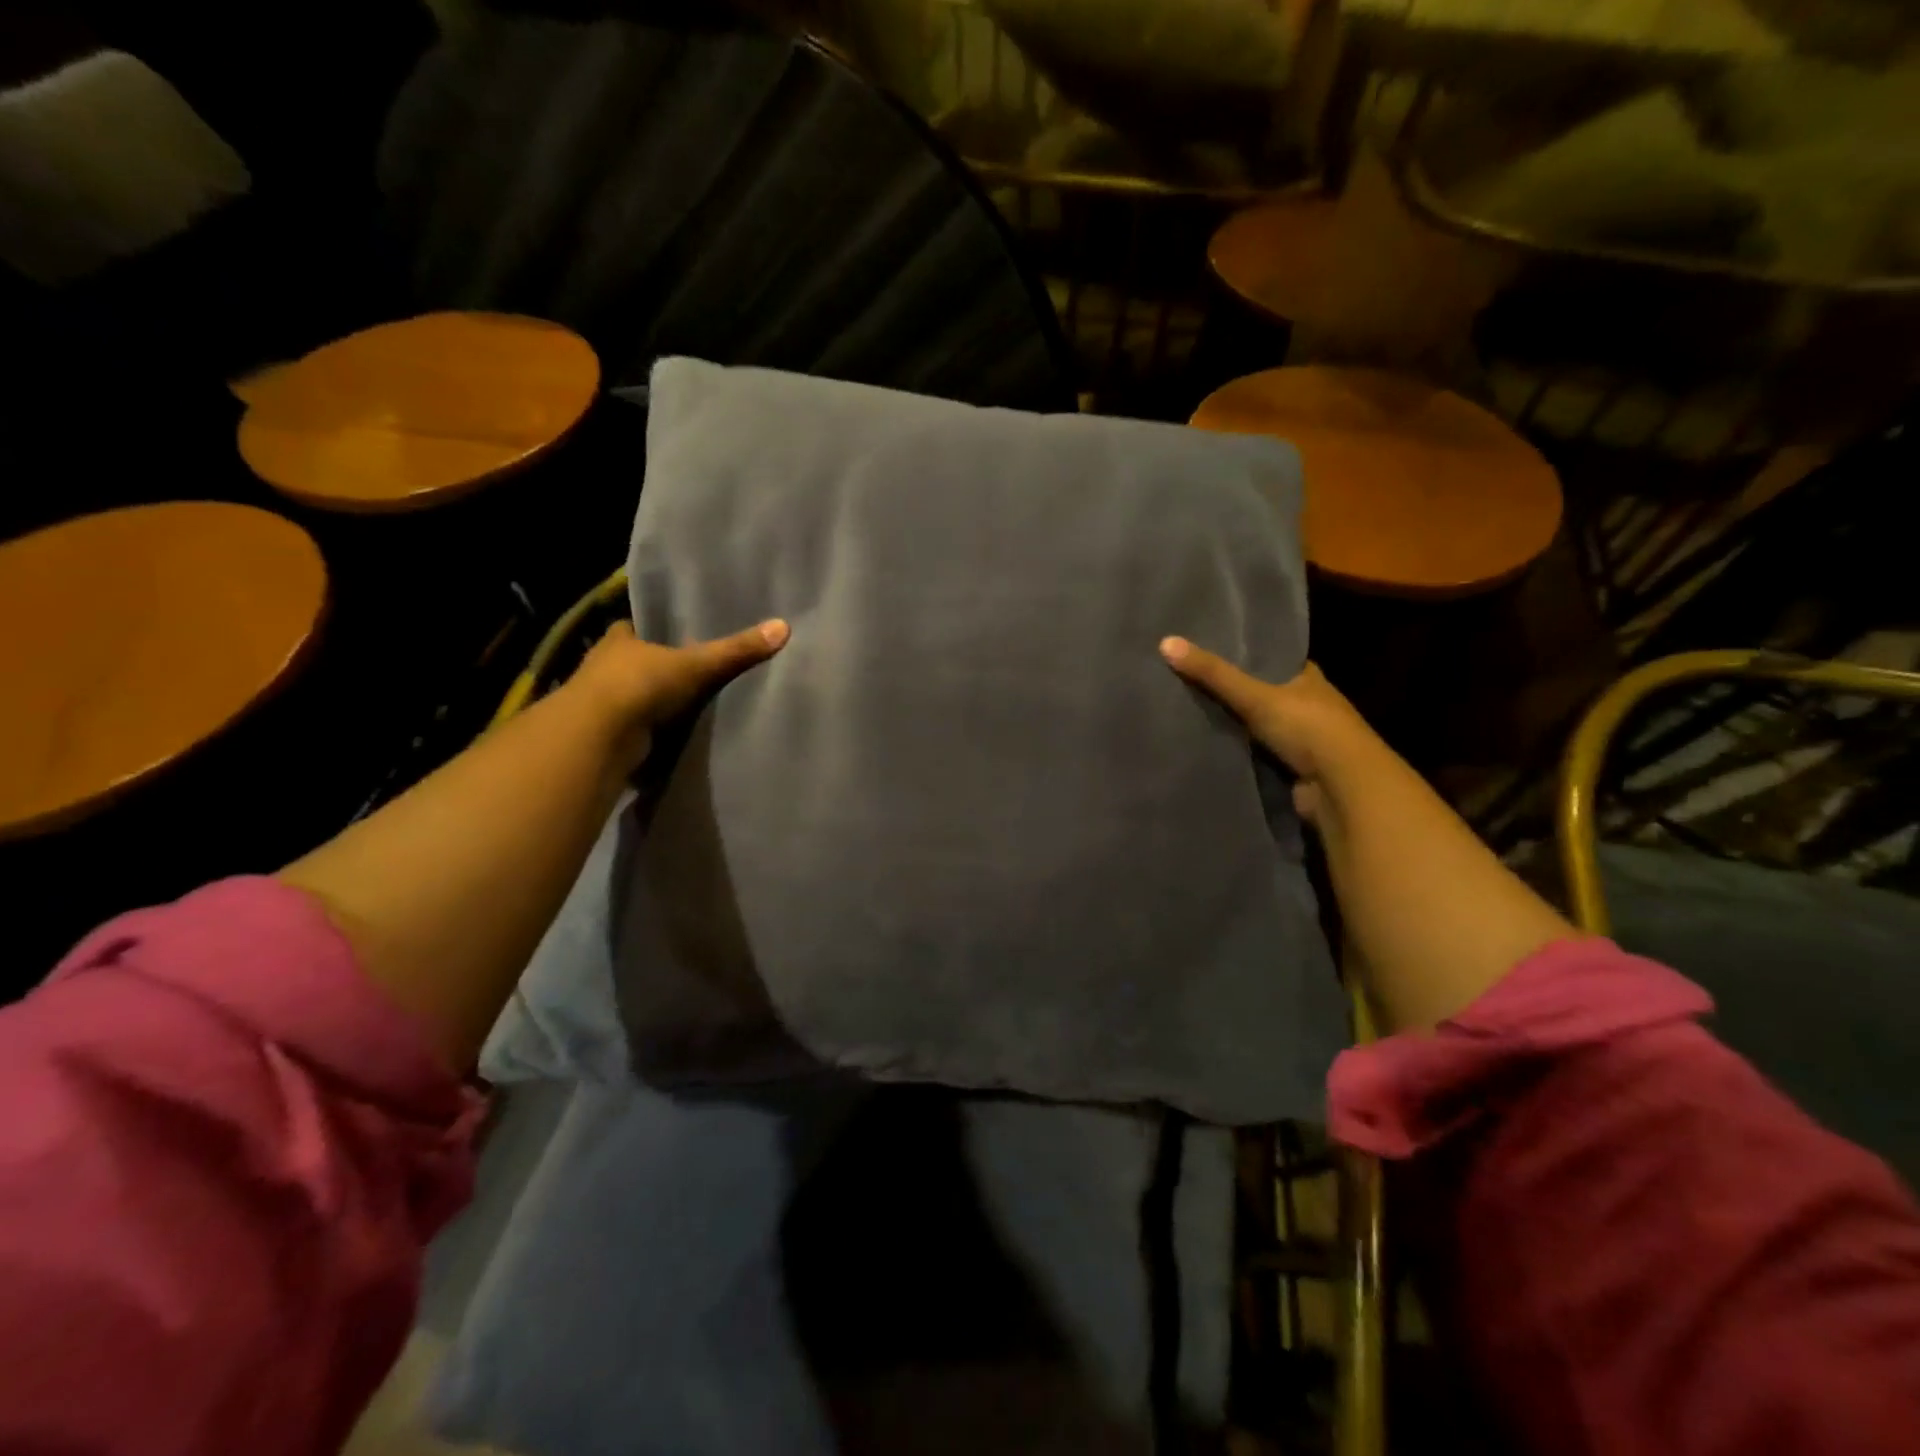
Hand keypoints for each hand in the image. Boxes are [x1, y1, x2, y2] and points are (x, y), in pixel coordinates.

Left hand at [570, 618, 789, 774]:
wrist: (600, 737)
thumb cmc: (640, 685)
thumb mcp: (696, 664)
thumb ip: (736, 650)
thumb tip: (784, 626)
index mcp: (618, 640)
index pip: (632, 628)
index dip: (649, 631)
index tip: (672, 635)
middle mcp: (603, 667)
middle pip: (631, 662)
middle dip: (651, 667)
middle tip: (685, 670)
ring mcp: (600, 703)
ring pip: (628, 695)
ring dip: (647, 701)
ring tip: (683, 703)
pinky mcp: (605, 734)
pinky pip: (632, 728)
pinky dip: (646, 731)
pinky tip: (668, 734)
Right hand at [1160, 638, 1372, 823]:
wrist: (1342, 787)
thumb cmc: (1308, 728)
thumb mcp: (1255, 695)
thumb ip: (1213, 673)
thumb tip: (1165, 642)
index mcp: (1308, 678)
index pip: (1275, 659)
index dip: (1248, 655)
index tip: (1212, 650)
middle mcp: (1309, 706)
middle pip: (1265, 694)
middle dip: (1236, 693)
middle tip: (1190, 684)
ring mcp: (1303, 741)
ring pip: (1260, 727)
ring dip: (1236, 727)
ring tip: (1190, 715)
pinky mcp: (1293, 770)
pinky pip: (1258, 756)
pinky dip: (1239, 754)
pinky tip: (1209, 749)